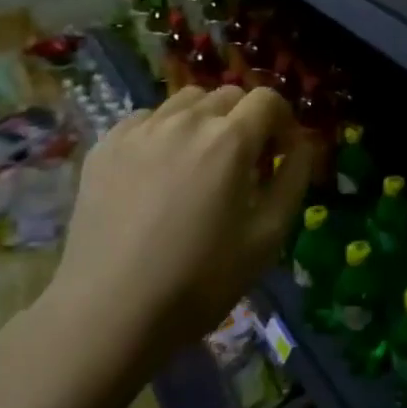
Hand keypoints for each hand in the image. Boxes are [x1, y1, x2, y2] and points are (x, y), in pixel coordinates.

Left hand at [50, 85, 312, 362]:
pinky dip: (163, 131)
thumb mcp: (267, 238)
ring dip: (204, 120)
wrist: (108, 312)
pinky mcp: (106, 145)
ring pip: (186, 100)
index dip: (283, 122)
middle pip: (228, 95)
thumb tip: (301, 145)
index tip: (279, 155)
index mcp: (230, 139)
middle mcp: (186, 120)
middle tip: (242, 163)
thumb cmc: (198, 281)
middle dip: (245, 120)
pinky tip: (157, 170)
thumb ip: (293, 180)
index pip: (268, 100)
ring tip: (199, 161)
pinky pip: (146, 119)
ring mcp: (141, 129)